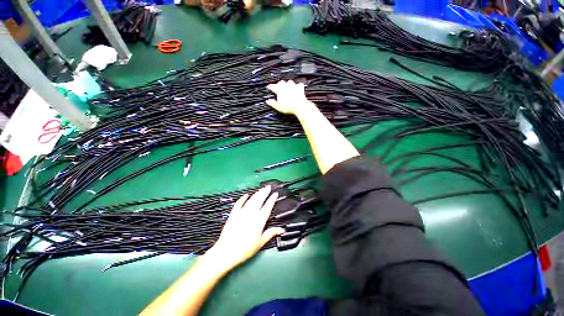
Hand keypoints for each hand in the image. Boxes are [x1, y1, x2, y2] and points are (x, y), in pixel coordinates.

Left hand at [205, 186, 283, 271]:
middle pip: (259, 200)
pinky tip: (246, 195)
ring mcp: (241, 212)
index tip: (275, 193)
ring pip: (251, 200)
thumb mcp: (260, 242)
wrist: (226, 251)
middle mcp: (251, 213)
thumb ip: (271, 233)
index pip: (267, 206)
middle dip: (265, 192)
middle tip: (268, 187)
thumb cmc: (245, 249)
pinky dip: (242, 198)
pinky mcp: (233, 214)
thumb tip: (281, 229)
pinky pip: (239, 203)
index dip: (272, 199)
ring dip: (257, 193)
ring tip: (261, 189)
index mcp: (259, 220)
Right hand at [266, 80, 312, 115]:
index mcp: (279, 90)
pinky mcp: (300, 89)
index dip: (270, 86)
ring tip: (287, 86)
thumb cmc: (288, 107)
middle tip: (278, 86)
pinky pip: (299, 85)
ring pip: (290, 82)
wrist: (299, 106)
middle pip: (281, 82)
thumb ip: (273, 103)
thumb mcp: (278, 107)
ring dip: (288, 83)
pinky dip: (298, 86)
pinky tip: (298, 86)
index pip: (273, 86)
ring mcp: (293, 87)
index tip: (269, 87)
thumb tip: (267, 101)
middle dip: (279, 84)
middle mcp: (286, 86)